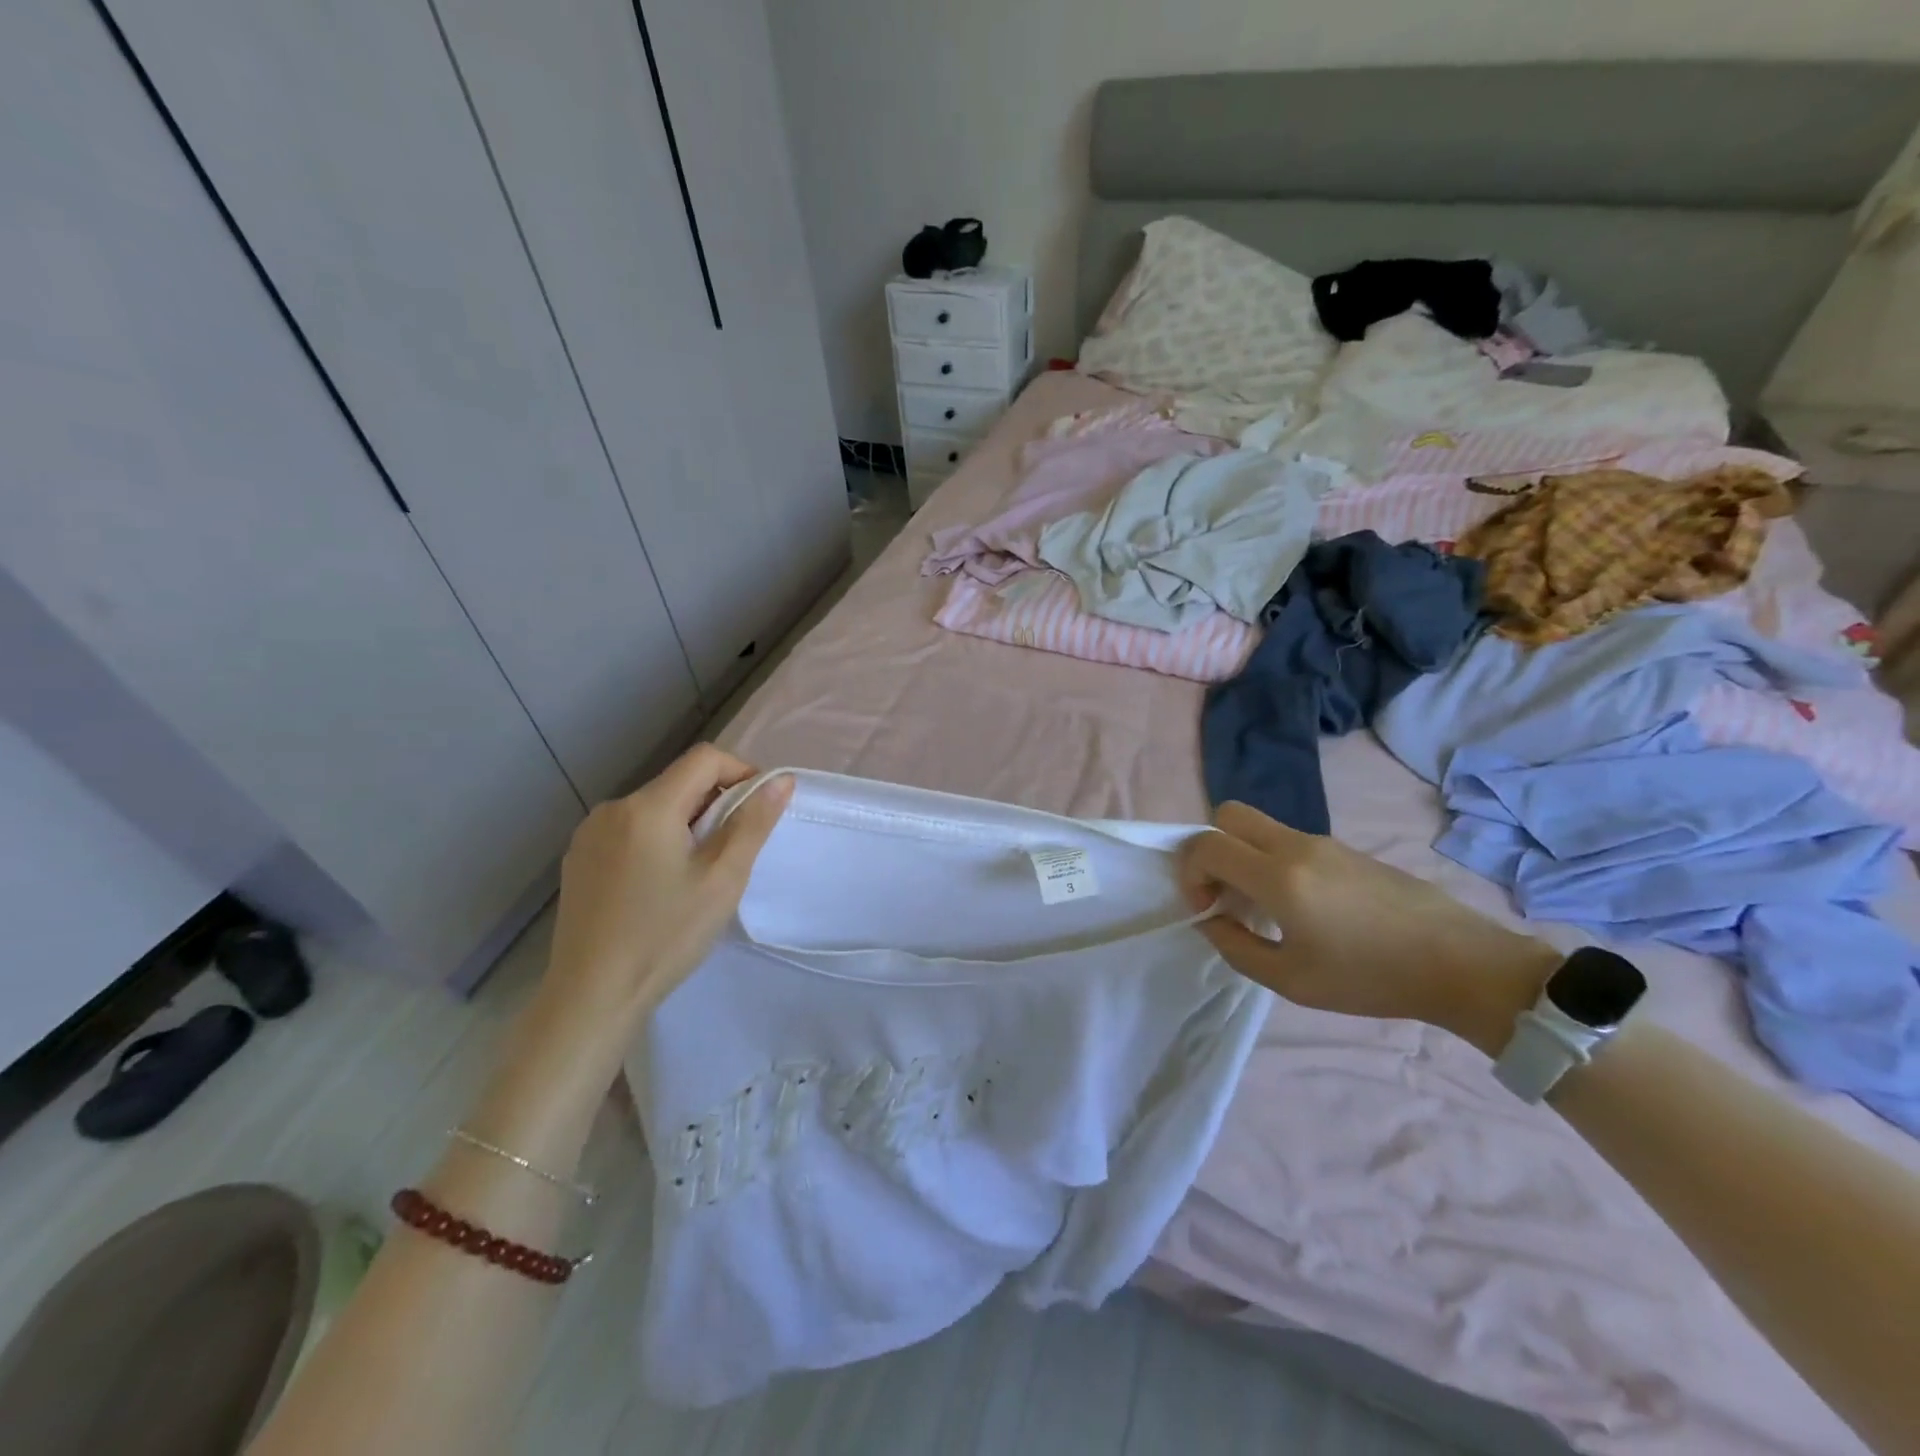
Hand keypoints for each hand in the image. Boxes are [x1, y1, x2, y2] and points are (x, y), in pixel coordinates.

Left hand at [541, 745, 791, 1041]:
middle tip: (734, 850)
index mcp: (647, 807)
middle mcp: (613, 808)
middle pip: (679, 782)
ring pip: (655, 807)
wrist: (591, 996)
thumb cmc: (665, 936)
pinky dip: (657, 839)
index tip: (759, 811)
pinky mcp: (578, 858)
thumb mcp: (722, 879)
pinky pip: (630, 830)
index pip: (705, 758)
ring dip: (687, 822)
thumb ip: (753, 823)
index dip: (741, 772)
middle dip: (716, 803)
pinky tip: (661, 885)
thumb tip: (781, 781)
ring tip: (699, 872)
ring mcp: (589, 833)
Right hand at [1180, 802, 1557, 1056]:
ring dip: (1242, 855)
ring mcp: (1324, 843)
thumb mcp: (1291, 981)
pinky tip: (1300, 907)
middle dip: (1210, 849)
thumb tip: (1210, 920)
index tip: (1204, 907)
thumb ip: (1236, 947)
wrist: (1460, 963)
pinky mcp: (1346, 849)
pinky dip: (1271, 860)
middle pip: (1228, 814)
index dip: (1190, 872)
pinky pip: (1288, 840)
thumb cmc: (1371, 978)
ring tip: (1263, 908)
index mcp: (1279, 877)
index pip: (1207, 845)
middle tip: (1224, 893)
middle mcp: (1296, 846)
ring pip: (1259, 826)